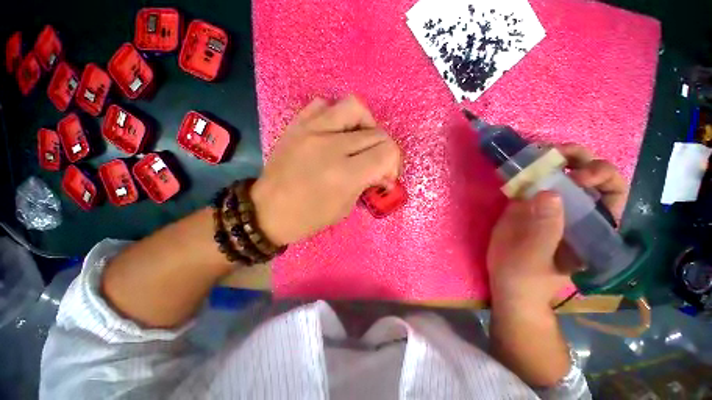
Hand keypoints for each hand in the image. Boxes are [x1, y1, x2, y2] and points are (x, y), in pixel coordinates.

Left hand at [251, 96, 401, 245]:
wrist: (268, 211)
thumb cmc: (309, 217)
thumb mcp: (346, 207)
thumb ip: (368, 183)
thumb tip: (384, 172)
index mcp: (345, 174)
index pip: (387, 152)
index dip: (393, 164)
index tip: (385, 176)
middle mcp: (331, 146)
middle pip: (376, 133)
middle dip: (384, 150)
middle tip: (375, 164)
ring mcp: (311, 130)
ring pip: (354, 107)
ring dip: (365, 124)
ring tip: (359, 140)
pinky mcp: (297, 125)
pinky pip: (324, 104)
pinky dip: (336, 115)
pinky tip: (335, 132)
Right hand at [487, 144, 627, 307]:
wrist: (506, 281)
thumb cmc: (525, 277)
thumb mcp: (535, 258)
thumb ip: (544, 230)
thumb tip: (549, 193)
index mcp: (592, 227)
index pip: (612, 194)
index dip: (602, 178)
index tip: (579, 176)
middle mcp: (576, 211)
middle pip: (589, 176)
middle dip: (580, 160)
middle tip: (557, 153)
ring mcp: (550, 206)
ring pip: (562, 174)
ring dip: (555, 159)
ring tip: (540, 153)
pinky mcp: (526, 203)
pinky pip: (532, 180)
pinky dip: (529, 168)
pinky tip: (520, 163)